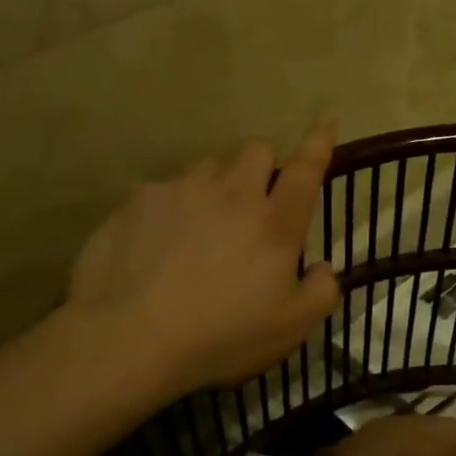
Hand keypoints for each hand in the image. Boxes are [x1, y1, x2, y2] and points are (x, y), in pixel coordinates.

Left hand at [68, 116, 341, 395]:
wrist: (129, 338)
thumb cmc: (222, 336)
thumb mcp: (291, 328)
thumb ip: (320, 292)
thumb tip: (322, 268)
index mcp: (274, 221)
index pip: (306, 168)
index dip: (319, 141)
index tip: (326, 118)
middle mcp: (230, 193)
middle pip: (254, 151)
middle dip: (260, 168)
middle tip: (251, 205)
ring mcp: (180, 191)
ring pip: (207, 167)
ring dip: (214, 186)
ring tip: (200, 227)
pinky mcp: (137, 201)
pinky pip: (162, 191)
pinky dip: (168, 209)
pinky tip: (154, 246)